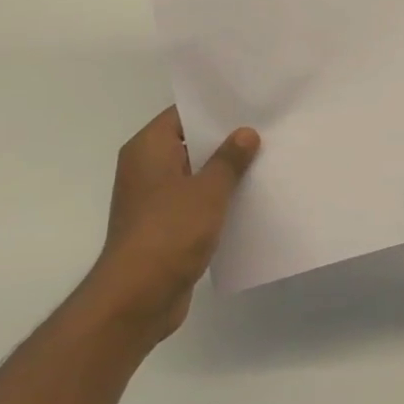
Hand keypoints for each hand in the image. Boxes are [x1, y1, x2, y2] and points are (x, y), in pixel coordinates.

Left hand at [86, 107, 258, 347]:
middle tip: (265, 131)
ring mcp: (153, 200)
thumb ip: (229, 159)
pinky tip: (248, 200)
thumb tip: (245, 133)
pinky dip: (216, 201)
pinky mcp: (163, 228)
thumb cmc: (169, 232)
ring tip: (264, 162)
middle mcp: (145, 169)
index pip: (181, 115)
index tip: (247, 105)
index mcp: (147, 149)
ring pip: (193, 176)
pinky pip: (193, 204)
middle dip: (224, 141)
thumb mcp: (208, 190)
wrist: (137, 298)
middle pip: (188, 144)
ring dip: (222, 174)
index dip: (213, 109)